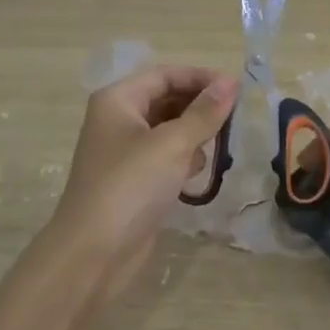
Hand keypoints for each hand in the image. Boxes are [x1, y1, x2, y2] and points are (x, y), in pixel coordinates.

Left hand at [47, 64, 237, 296]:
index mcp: (118, 100)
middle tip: (236, 117)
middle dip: (200, 106)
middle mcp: (118, 119)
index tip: (237, 89)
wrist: (93, 254)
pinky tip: (198, 172)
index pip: (165, 75)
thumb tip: (231, 82)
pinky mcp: (134, 180)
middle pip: (167, 99)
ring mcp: (125, 151)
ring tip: (221, 144)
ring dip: (195, 133)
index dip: (201, 78)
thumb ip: (204, 112)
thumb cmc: (130, 187)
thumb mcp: (172, 144)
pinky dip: (184, 158)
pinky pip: (166, 156)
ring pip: (169, 129)